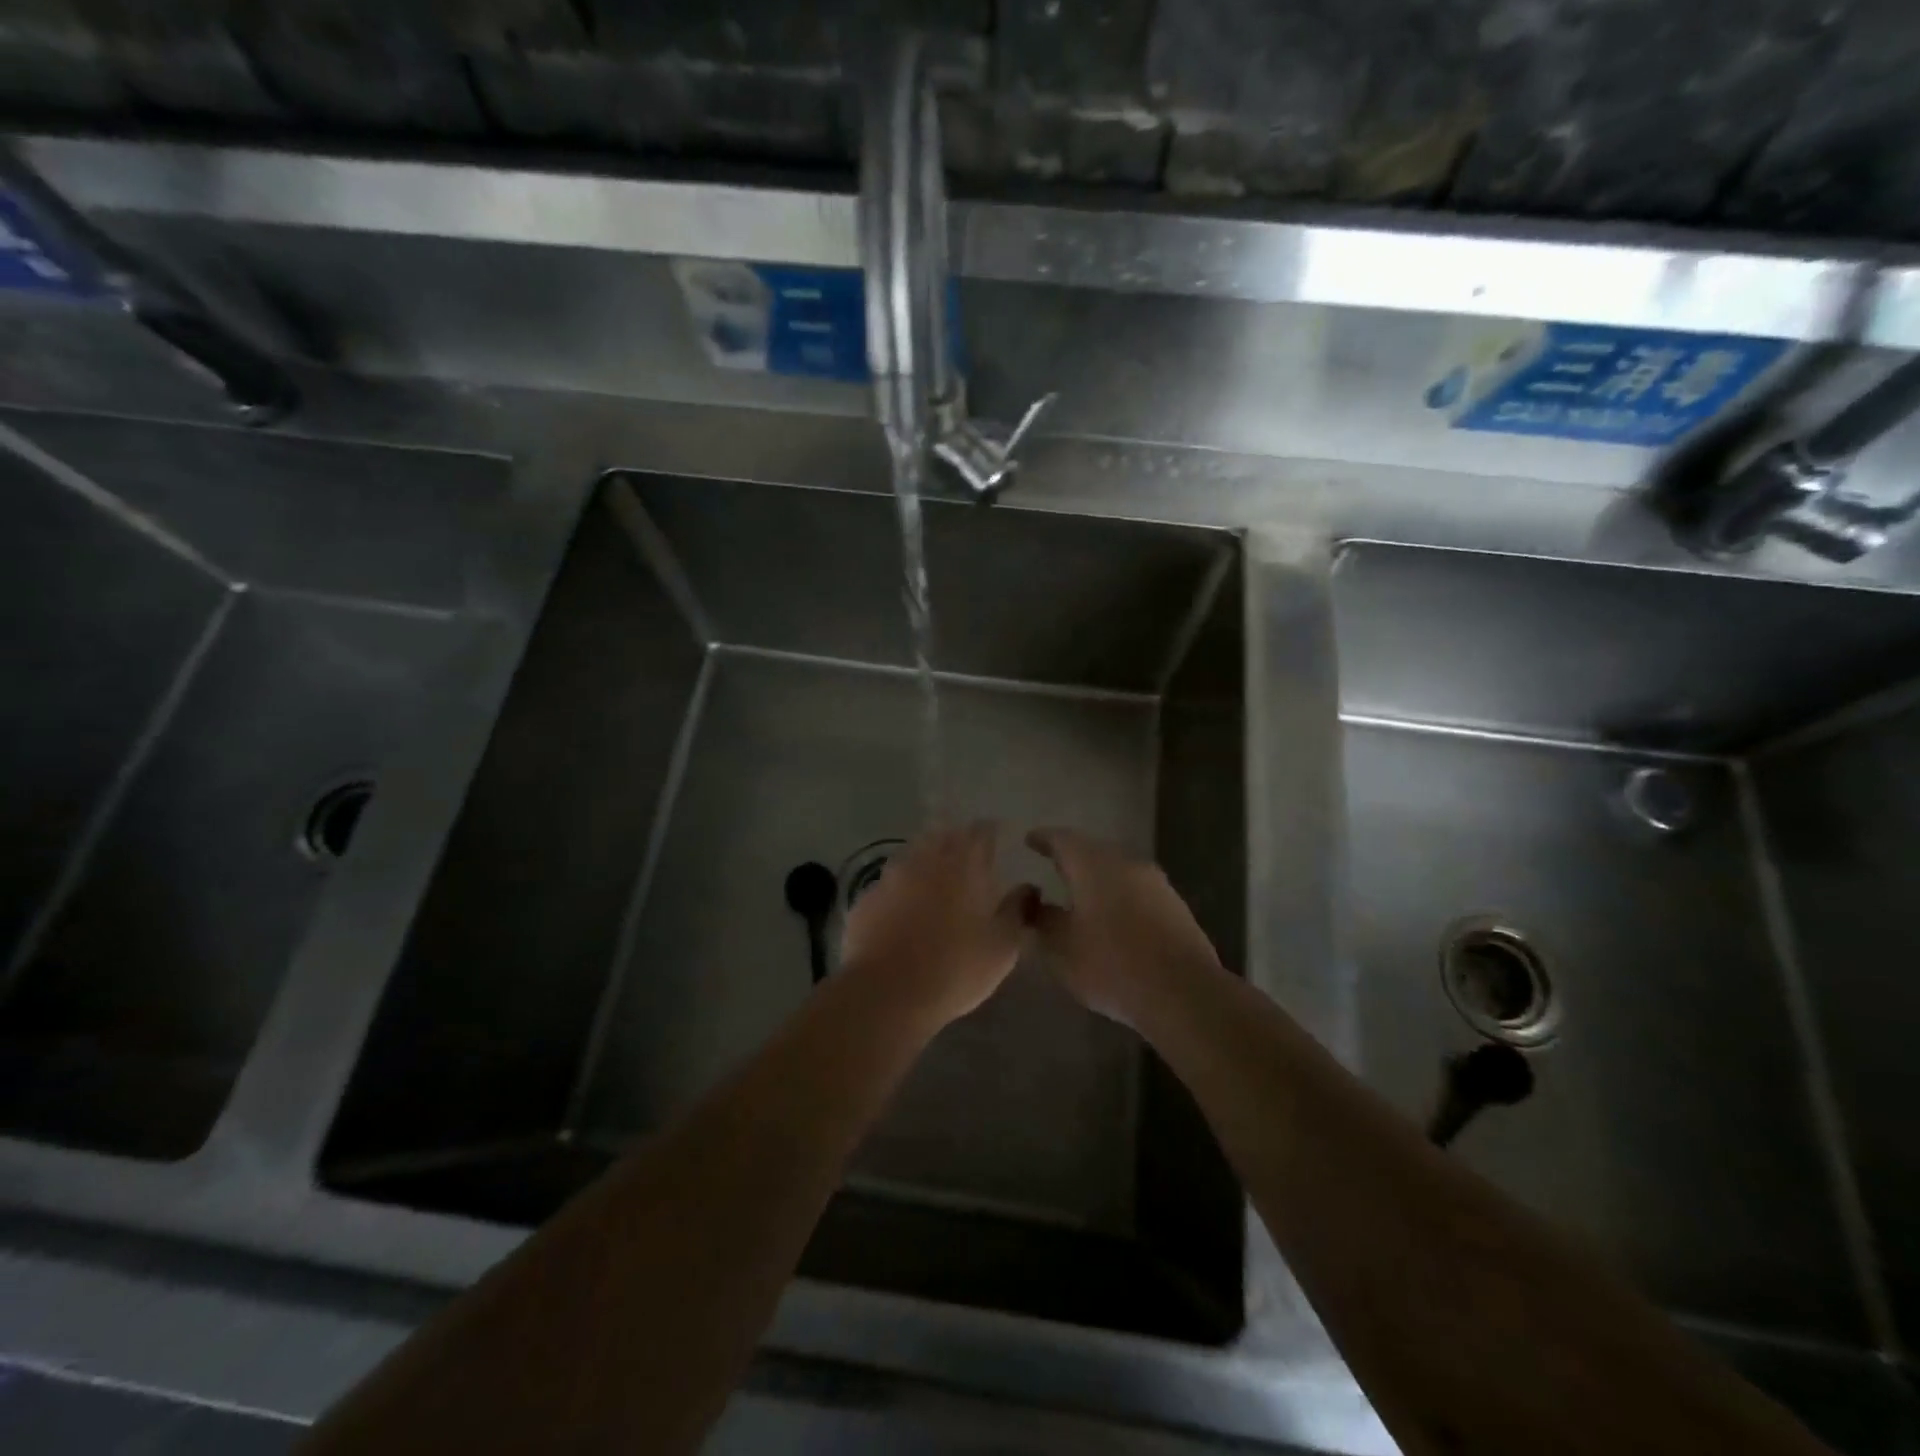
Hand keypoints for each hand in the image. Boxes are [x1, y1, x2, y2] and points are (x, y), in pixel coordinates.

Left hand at [839, 822, 1036, 1029]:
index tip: (998, 838)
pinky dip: (901, 888)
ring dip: (927, 860)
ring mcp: (891, 876)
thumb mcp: (1002, 946)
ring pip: (913, 854)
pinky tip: (904, 908)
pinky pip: (889, 883)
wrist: (886, 992)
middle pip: (943, 835)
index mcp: (964, 865)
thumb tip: (1028, 888)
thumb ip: (1018, 911)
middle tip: (968, 858)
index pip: (980, 831)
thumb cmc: (955, 968)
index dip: (990, 832)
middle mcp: (926, 859)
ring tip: (936, 881)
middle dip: (957, 841)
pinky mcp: (867, 898)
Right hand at [1026, 827, 1222, 1026]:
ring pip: (1117, 868)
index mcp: (1093, 864)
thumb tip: (1031, 901)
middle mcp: (1125, 861)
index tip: (1030, 840)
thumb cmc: (1111, 966)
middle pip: (1092, 849)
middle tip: (1053, 864)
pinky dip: (1118, 894)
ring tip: (1080, 892)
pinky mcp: (1174, 905)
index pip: (1062, 839)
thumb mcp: (1061, 949)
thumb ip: (1041, 920)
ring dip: (1097, 876)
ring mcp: (1155, 882)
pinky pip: (1136, 889)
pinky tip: (1112, 916)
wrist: (1184, 993)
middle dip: (1071, 856)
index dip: (1043, 839)